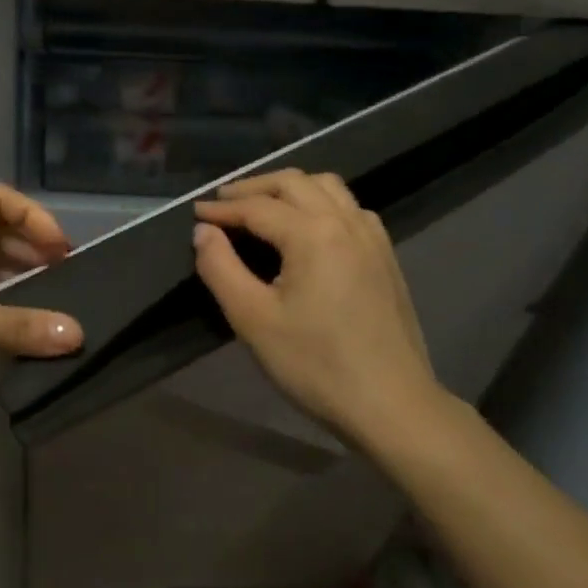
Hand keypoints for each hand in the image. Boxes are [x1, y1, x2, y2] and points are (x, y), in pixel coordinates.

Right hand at [194, 170, 445, 446]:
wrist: (392, 405)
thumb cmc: (316, 365)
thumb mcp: (253, 319)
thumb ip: (221, 268)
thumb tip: (204, 232)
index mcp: (313, 234)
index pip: (257, 207)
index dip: (222, 209)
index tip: (194, 214)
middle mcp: (345, 221)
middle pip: (294, 183)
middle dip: (254, 188)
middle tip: (223, 202)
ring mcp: (372, 236)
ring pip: (327, 187)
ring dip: (290, 188)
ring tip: (263, 206)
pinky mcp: (385, 255)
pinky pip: (350, 207)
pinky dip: (321, 202)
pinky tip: (309, 227)